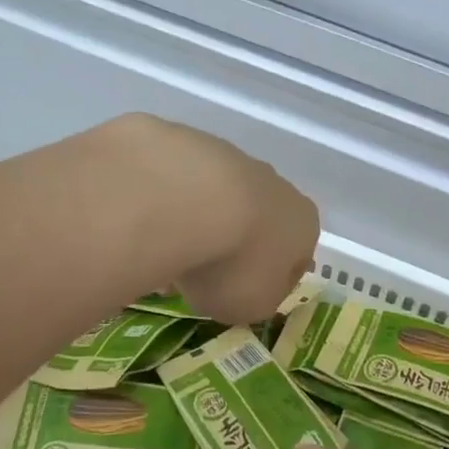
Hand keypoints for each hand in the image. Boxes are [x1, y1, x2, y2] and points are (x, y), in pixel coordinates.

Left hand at [119, 117, 317, 325]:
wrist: (184, 200)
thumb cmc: (233, 264)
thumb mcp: (253, 306)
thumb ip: (258, 298)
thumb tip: (250, 288)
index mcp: (303, 224)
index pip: (297, 257)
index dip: (271, 280)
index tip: (243, 295)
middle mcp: (276, 185)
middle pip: (259, 221)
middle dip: (234, 245)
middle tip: (201, 274)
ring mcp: (231, 157)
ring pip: (218, 197)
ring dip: (199, 221)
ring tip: (165, 251)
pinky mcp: (186, 142)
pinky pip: (179, 182)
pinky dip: (166, 201)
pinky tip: (145, 222)